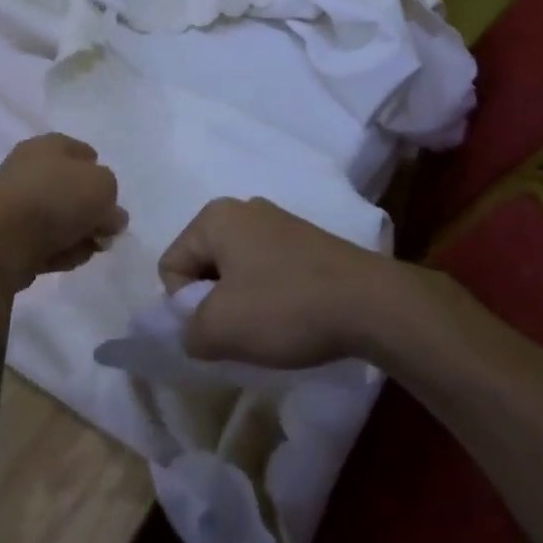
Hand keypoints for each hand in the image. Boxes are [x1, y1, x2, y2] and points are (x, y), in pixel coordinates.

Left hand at [0, 134, 126, 285]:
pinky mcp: (8, 235)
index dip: (100, 174)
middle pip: (72, 190)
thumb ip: (112, 198)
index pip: (83, 153)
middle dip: (92, 214)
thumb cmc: (56, 198)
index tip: (111, 199)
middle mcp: (30, 168)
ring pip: (59, 220)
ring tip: (84, 249)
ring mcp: (16, 202)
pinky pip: (43, 243)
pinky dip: (56, 252)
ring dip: (77, 237)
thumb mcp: (103, 187)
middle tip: (104, 231)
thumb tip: (109, 215)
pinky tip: (62, 260)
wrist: (1, 237)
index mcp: (50, 145)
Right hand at [157, 197, 394, 367]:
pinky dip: (270, 297)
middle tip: (240, 333)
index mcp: (214, 217)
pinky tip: (292, 318)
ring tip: (269, 330)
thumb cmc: (285, 307)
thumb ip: (186, 331)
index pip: (171, 266)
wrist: (371, 303)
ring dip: (242, 304)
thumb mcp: (220, 329)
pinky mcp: (305, 241)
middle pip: (203, 265)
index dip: (184, 306)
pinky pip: (266, 270)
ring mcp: (278, 222)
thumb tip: (192, 333)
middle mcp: (242, 209)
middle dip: (213, 303)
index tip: (218, 328)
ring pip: (236, 271)